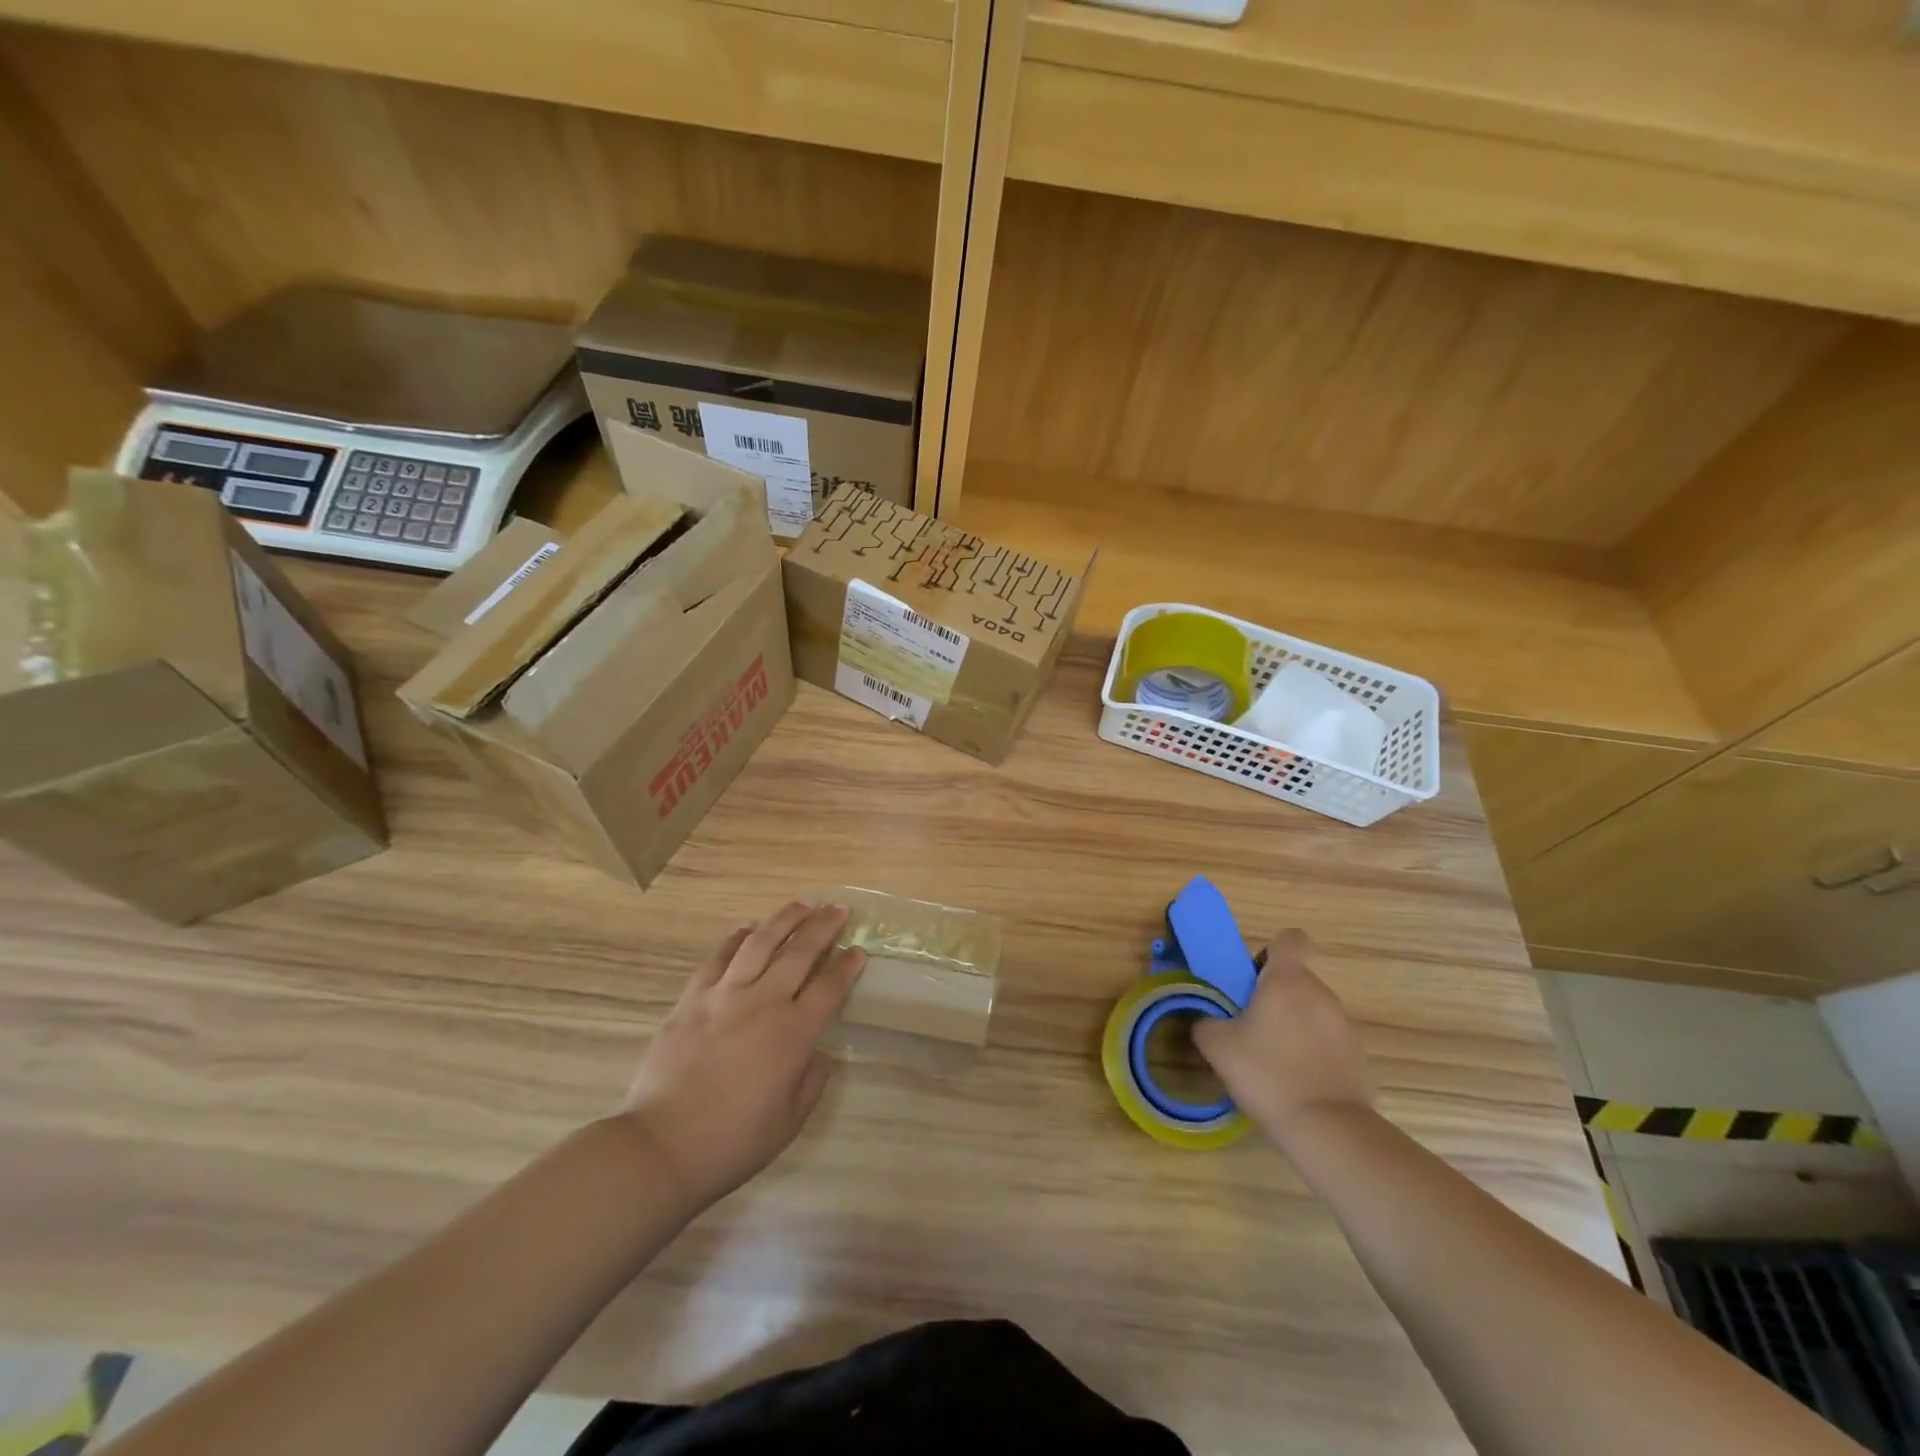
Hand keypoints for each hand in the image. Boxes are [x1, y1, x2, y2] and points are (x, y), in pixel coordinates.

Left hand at [619, 902, 864, 1210]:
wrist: (662, 1146)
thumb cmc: (733, 1141)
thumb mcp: (789, 1121)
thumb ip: (811, 1080)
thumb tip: (817, 1053)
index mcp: (794, 1033)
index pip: (830, 987)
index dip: (847, 966)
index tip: (858, 951)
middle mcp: (764, 1003)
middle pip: (800, 952)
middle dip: (824, 927)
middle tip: (838, 909)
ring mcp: (724, 995)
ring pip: (760, 942)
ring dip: (785, 919)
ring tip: (802, 904)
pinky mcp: (692, 999)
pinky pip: (718, 958)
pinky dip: (736, 938)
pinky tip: (748, 929)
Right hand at [1192, 930, 1375, 1147]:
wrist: (1328, 1130)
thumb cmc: (1268, 1074)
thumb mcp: (1217, 1046)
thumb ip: (1205, 1023)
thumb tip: (1206, 1020)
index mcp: (1287, 980)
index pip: (1290, 939)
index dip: (1271, 951)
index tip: (1254, 977)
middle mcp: (1320, 994)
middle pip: (1295, 979)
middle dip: (1273, 996)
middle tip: (1249, 1026)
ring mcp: (1344, 1026)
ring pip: (1311, 1011)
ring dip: (1292, 1025)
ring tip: (1271, 1061)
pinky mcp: (1359, 1057)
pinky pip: (1327, 1042)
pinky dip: (1312, 1053)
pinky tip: (1296, 1083)